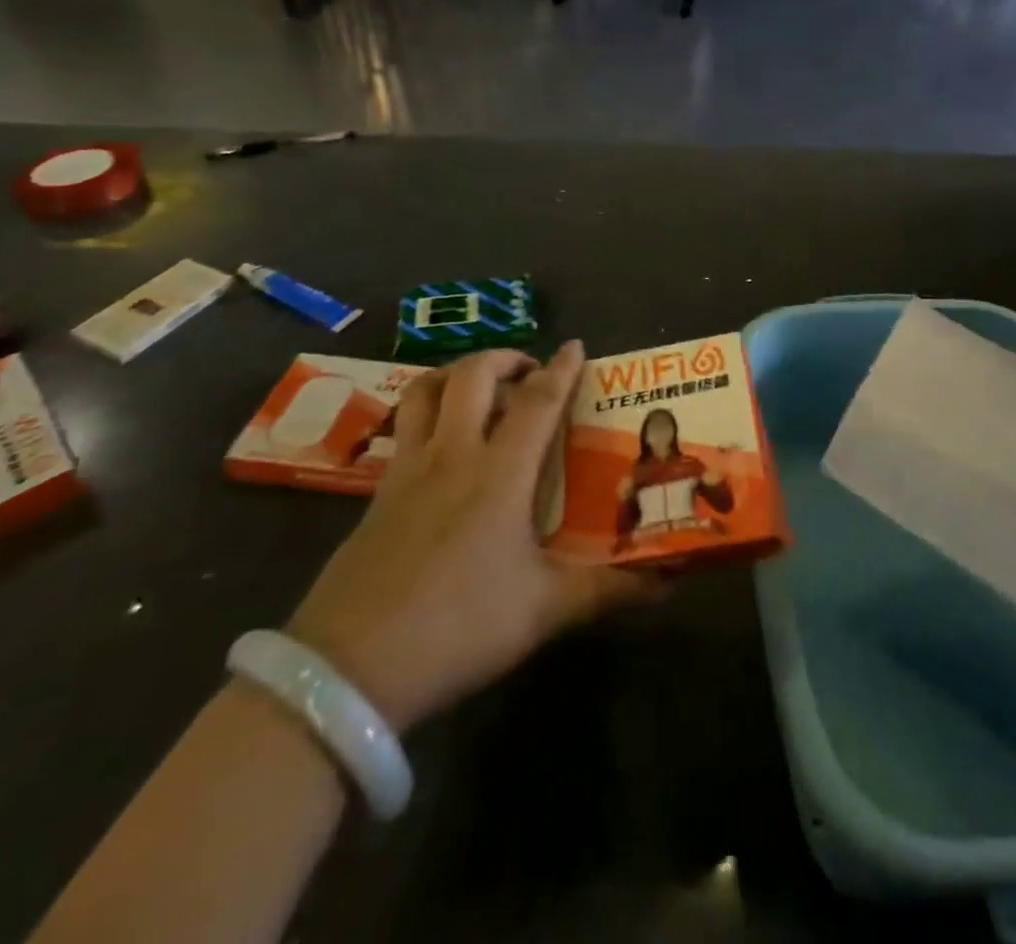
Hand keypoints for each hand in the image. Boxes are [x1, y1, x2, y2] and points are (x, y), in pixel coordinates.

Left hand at [289, 343, 658, 730]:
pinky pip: (404, 429)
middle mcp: (451, 456)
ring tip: (479, 388)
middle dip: (504, 359)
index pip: (537, 402)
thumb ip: (606, 590)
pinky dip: (426, 413)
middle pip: (472, 376)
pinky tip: (440, 444)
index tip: (575, 346)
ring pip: (425, 392)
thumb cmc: (459, 627)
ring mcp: (407, 471)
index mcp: (499, 474)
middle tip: (529, 371)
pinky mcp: (377, 494)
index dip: (560, 370)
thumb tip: (665, 583)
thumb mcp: (543, 611)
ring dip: (456, 374)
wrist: (350, 669)